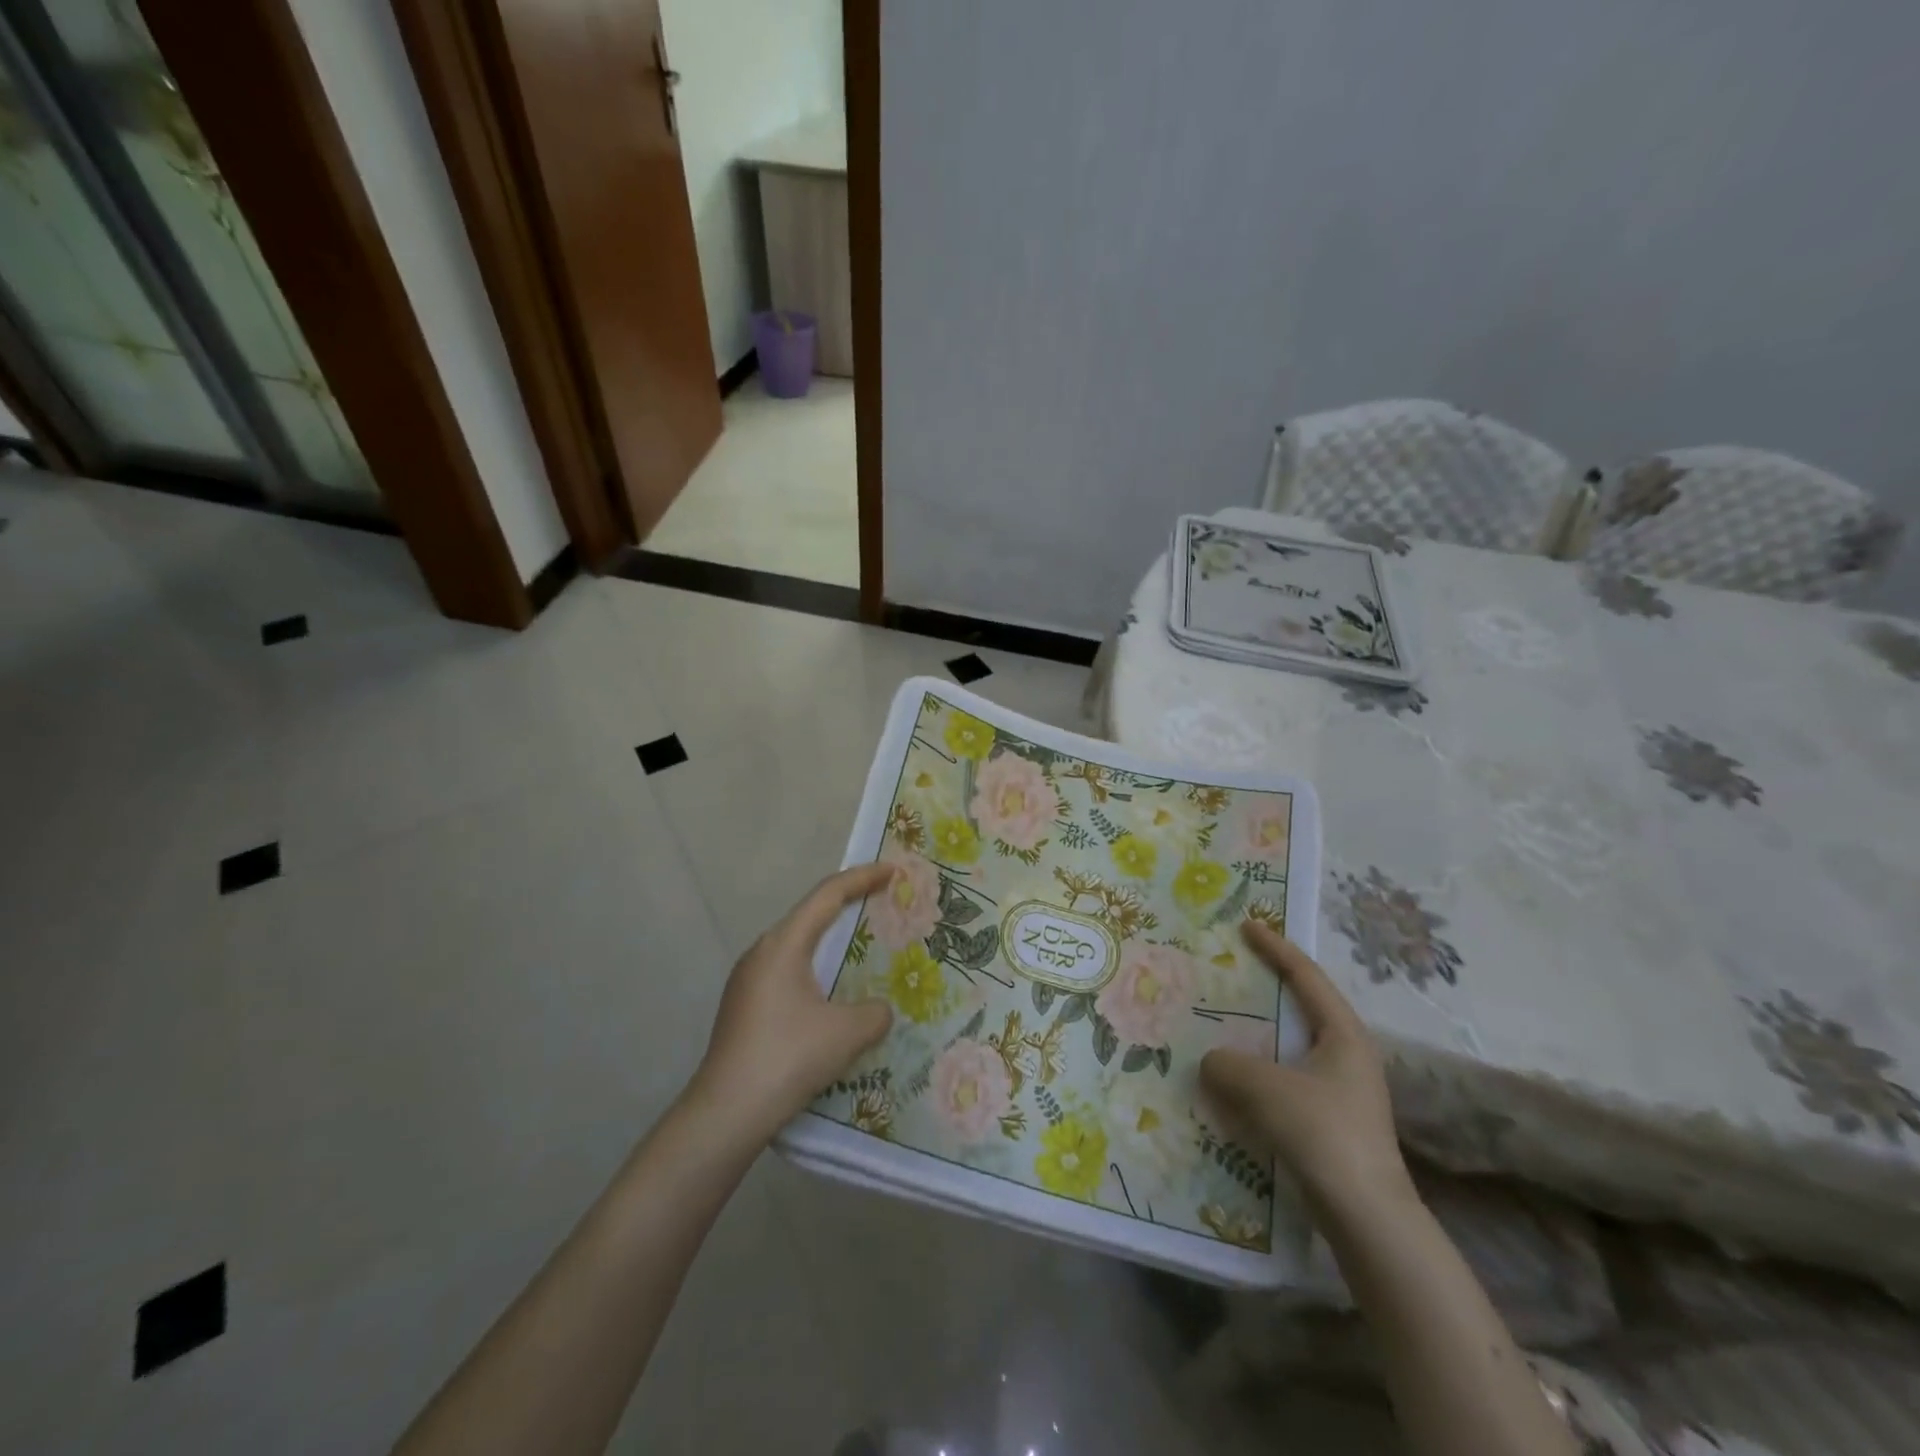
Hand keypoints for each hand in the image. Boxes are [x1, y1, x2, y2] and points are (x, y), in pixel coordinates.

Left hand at [689, 863, 895, 1141]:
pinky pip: (787, 971)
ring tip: (861, 946)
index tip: (891, 871)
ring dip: (829, 941)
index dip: (862, 878)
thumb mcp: (847, 1033)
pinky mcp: (743, 1006)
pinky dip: (815, 968)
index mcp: (784, 944)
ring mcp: (747, 980)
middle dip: (847, 905)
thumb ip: (874, 1013)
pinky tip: (830, 995)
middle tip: (881, 903)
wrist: (725, 1113)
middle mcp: (761, 952)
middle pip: (810, 915)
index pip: (827, 895)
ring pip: (797, 946)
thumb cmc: (788, 1058)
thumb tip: (878, 1010)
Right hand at [1200, 922, 1410, 1212]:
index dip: (1276, 947)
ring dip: (1258, 1035)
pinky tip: (1233, 1082)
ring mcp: (1342, 1090)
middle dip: (1267, 988)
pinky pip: (1286, 1079)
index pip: (1306, 976)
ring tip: (1223, 1024)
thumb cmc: (1323, 1135)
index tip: (1248, 925)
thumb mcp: (1266, 1089)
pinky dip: (1260, 1071)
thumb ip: (1228, 1065)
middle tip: (1232, 971)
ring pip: (1291, 1047)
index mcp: (1343, 1034)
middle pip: (1302, 1007)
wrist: (1369, 1220)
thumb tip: (1211, 1061)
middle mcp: (1347, 1055)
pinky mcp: (1331, 1121)